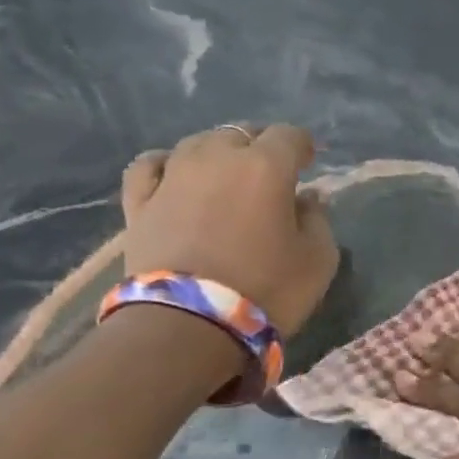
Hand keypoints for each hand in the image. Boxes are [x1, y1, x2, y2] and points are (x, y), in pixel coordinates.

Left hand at [121, 124, 338, 337]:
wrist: (189, 324)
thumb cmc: (268, 289)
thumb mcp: (319, 260)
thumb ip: (318, 220)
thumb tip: (307, 198)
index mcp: (266, 167)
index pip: (288, 135)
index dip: (302, 145)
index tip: (308, 161)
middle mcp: (217, 158)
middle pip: (241, 133)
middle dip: (260, 146)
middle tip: (271, 172)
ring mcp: (172, 176)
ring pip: (198, 143)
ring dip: (218, 154)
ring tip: (227, 175)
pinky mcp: (139, 201)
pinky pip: (151, 165)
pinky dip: (168, 164)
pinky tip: (176, 175)